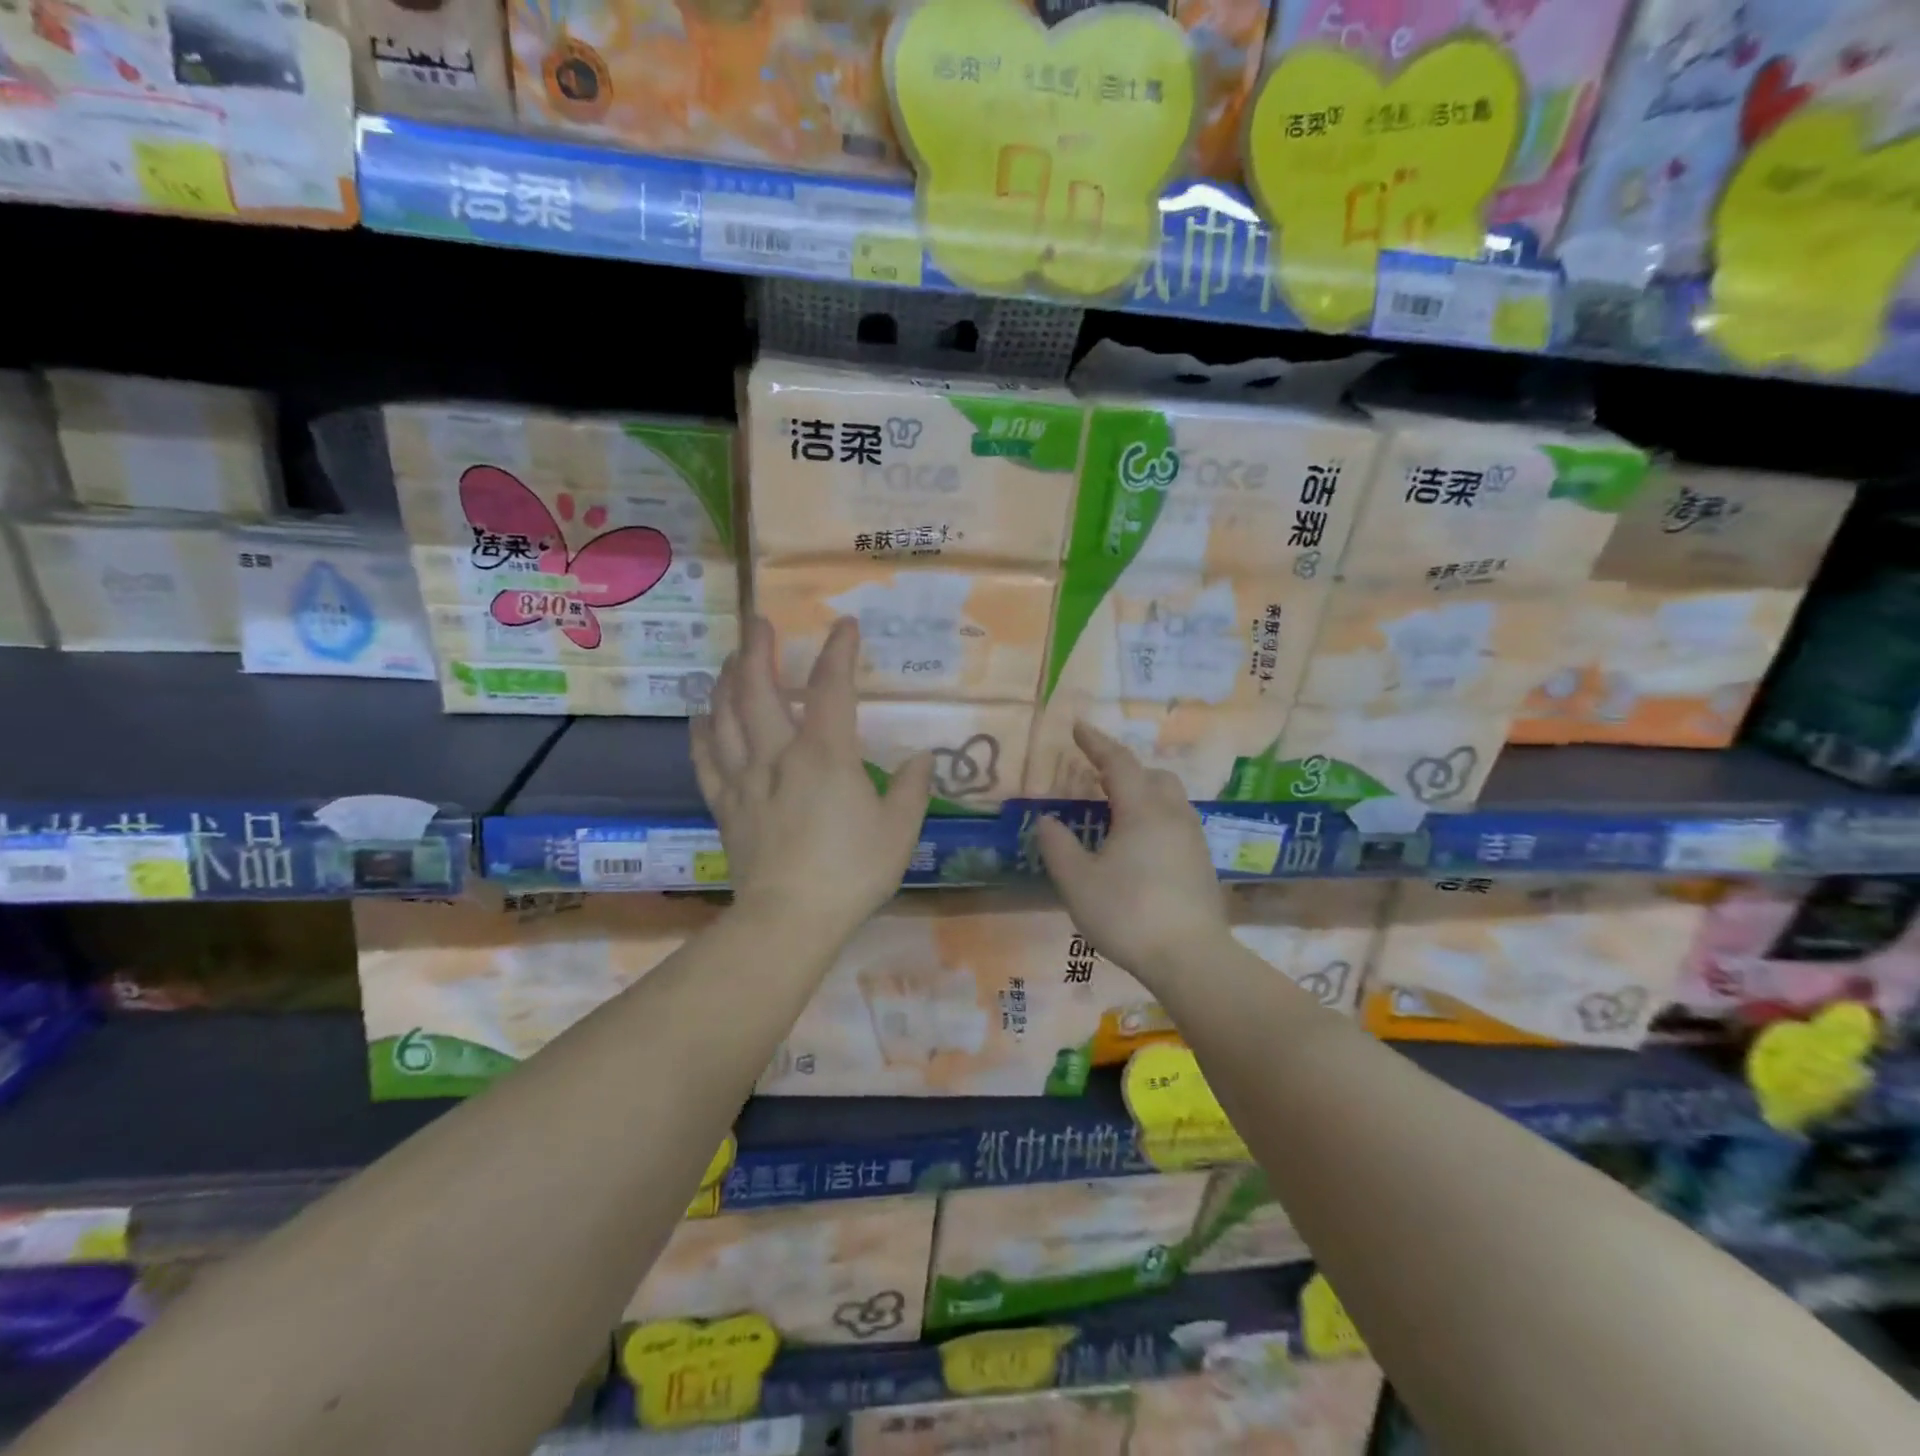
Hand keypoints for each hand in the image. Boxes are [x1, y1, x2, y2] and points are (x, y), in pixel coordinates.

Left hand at [691, 616, 930, 938]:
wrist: (789, 919)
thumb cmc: (851, 872)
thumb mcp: (899, 832)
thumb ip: (912, 789)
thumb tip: (922, 759)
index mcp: (825, 755)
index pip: (832, 689)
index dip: (839, 653)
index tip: (844, 626)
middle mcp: (778, 754)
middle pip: (758, 690)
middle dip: (758, 650)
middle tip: (757, 622)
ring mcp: (745, 779)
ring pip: (725, 717)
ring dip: (725, 682)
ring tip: (729, 660)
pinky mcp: (725, 806)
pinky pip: (706, 760)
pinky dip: (701, 734)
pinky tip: (700, 718)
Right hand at [1036, 723, 1230, 989]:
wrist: (1191, 958)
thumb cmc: (1127, 913)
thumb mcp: (1077, 882)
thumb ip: (1058, 846)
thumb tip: (1047, 821)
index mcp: (1142, 810)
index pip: (1118, 763)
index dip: (1096, 743)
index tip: (1078, 727)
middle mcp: (1173, 816)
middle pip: (1153, 776)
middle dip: (1124, 769)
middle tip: (1097, 778)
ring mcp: (1193, 840)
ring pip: (1170, 800)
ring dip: (1143, 794)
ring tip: (1117, 812)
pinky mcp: (1202, 864)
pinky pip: (1177, 823)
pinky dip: (1155, 818)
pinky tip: (1140, 846)